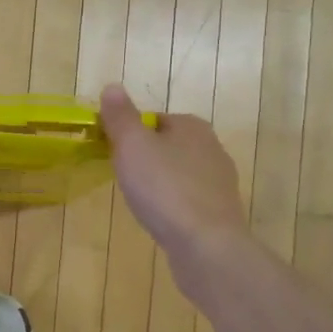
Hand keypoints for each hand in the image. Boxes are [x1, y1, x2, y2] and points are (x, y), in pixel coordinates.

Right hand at [100, 84, 249, 273]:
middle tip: (123, 177)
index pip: (155, 119)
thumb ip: (120, 117)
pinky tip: (161, 220)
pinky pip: (188, 200)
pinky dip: (173, 206)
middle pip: (168, 146)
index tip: (113, 153)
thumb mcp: (132, 145)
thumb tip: (112, 87)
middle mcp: (212, 148)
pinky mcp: (220, 212)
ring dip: (160, 183)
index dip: (130, 133)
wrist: (205, 244)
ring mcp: (220, 182)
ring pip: (180, 174)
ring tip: (141, 201)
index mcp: (192, 126)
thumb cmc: (164, 188)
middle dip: (146, 159)